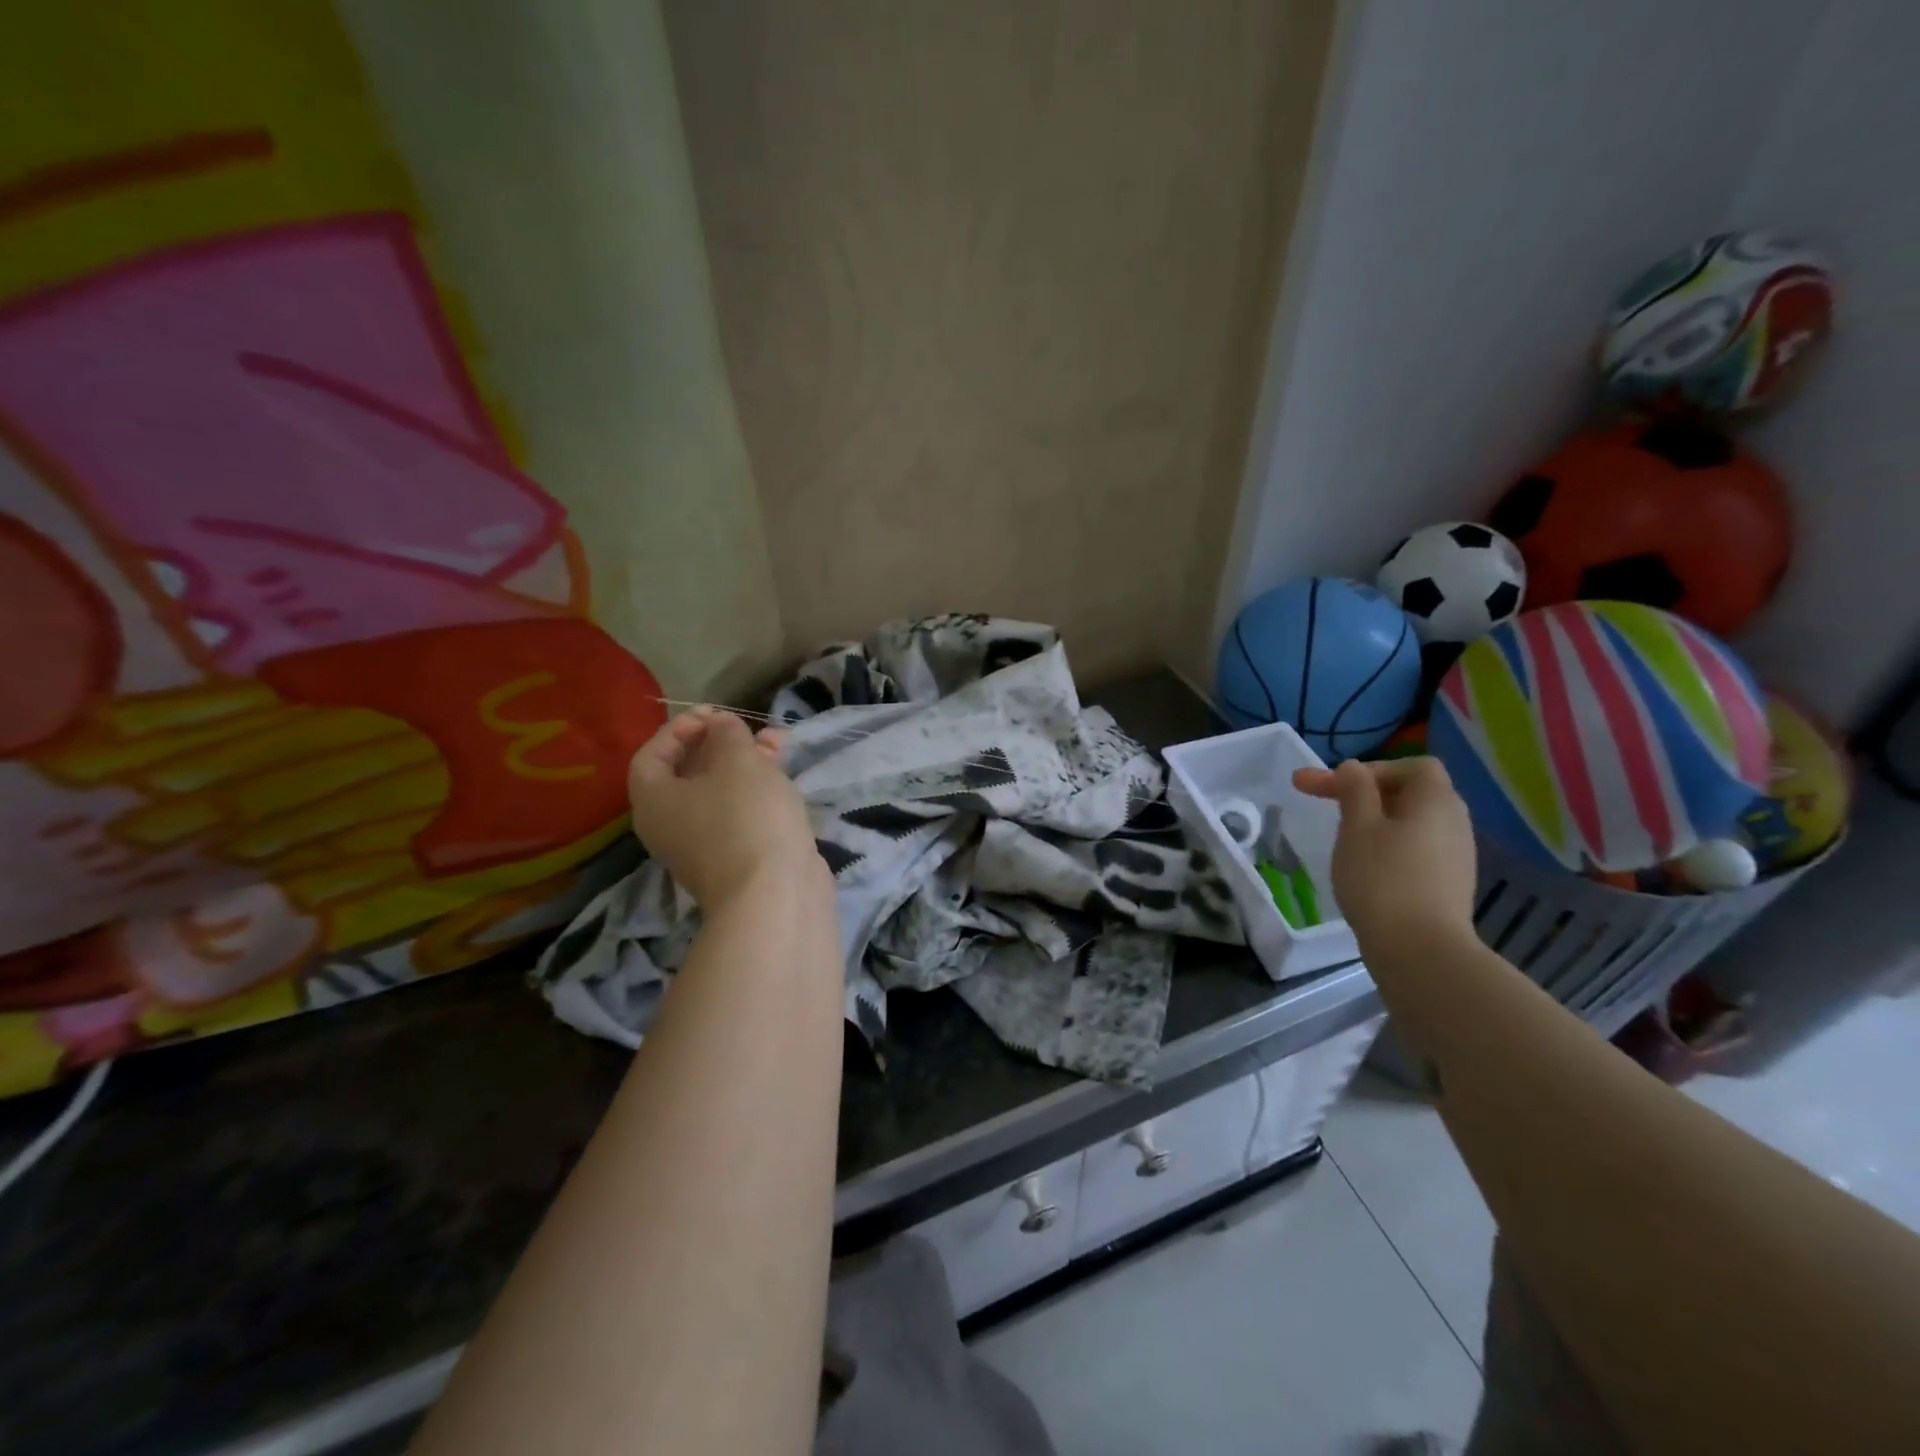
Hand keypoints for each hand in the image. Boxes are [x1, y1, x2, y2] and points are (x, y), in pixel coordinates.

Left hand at [627, 709, 826, 908]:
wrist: (774, 894)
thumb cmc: (745, 817)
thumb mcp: (737, 762)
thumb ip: (727, 735)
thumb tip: (720, 727)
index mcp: (654, 801)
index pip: (652, 755)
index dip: (679, 728)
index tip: (714, 714)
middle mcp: (670, 826)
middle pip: (686, 774)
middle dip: (719, 744)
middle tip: (746, 728)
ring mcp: (704, 846)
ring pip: (719, 793)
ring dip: (744, 765)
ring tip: (778, 745)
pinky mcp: (737, 859)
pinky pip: (739, 814)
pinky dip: (757, 792)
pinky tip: (784, 779)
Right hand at [1292, 757, 1476, 951]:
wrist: (1420, 950)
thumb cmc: (1382, 878)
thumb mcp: (1358, 826)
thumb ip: (1355, 790)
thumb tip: (1354, 768)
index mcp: (1436, 800)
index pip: (1413, 766)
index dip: (1373, 769)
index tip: (1334, 787)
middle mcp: (1454, 822)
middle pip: (1411, 792)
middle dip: (1366, 793)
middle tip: (1325, 804)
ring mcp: (1456, 855)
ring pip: (1412, 823)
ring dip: (1375, 821)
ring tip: (1341, 836)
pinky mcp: (1448, 884)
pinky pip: (1416, 848)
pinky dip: (1388, 846)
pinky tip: (1365, 866)